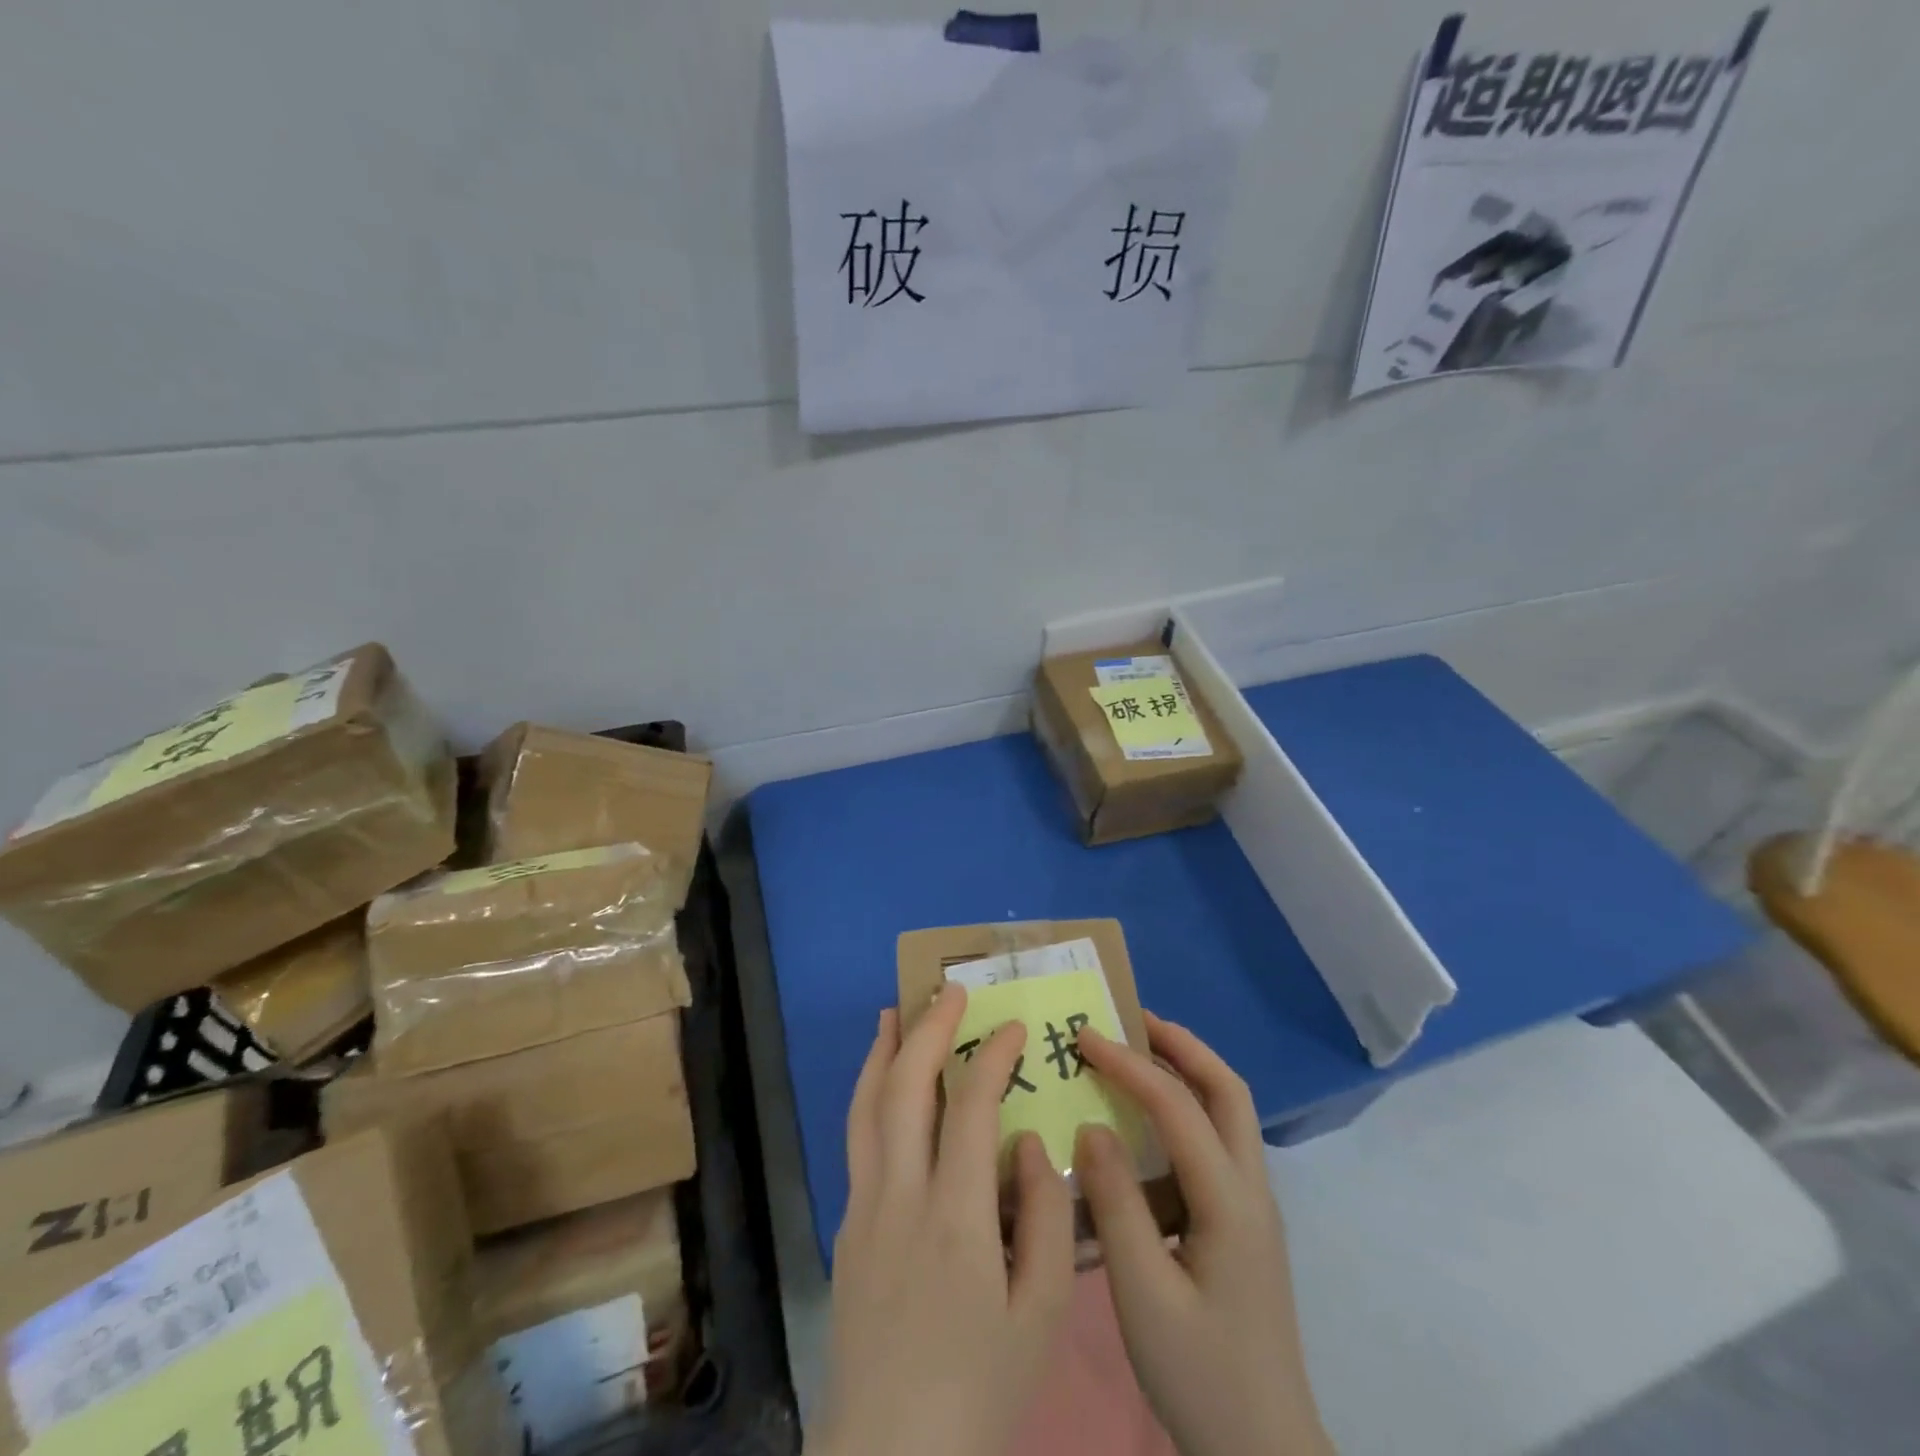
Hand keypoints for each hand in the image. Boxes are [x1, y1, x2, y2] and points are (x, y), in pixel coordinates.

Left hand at [813, 986, 1075, 1455]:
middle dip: (930, 1028)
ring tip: (897, 1010)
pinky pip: (857, 1139)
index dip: (993, 1056)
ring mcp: (864, 1208)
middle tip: (952, 991)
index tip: (1015, 1026)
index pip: (970, 1106)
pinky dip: (869, 1093)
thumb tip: (1030, 1141)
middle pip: (905, 1088)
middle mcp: (899, 1196)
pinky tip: (881, 1084)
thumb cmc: (979, 1389)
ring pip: (867, 1106)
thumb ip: (1044, 1217)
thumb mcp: (1040, 1315)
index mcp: (955, 1217)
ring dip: (884, 1051)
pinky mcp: (847, 1228)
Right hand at [1076, 1013, 1331, 1455]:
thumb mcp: (1143, 1296)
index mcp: (1230, 1203)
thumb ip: (1116, 1205)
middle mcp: (1252, 1190)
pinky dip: (1188, 1107)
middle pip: (1227, 1090)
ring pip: (1230, 1112)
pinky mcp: (1245, 1226)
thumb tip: (1092, 1125)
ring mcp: (1255, 1208)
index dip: (1129, 1064)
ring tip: (1139, 1052)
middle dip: (1181, 1044)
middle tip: (1131, 1018)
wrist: (1266, 1454)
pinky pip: (1219, 1141)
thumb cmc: (1201, 1377)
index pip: (1177, 1107)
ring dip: (1189, 1069)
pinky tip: (1151, 1125)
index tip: (1083, 1037)